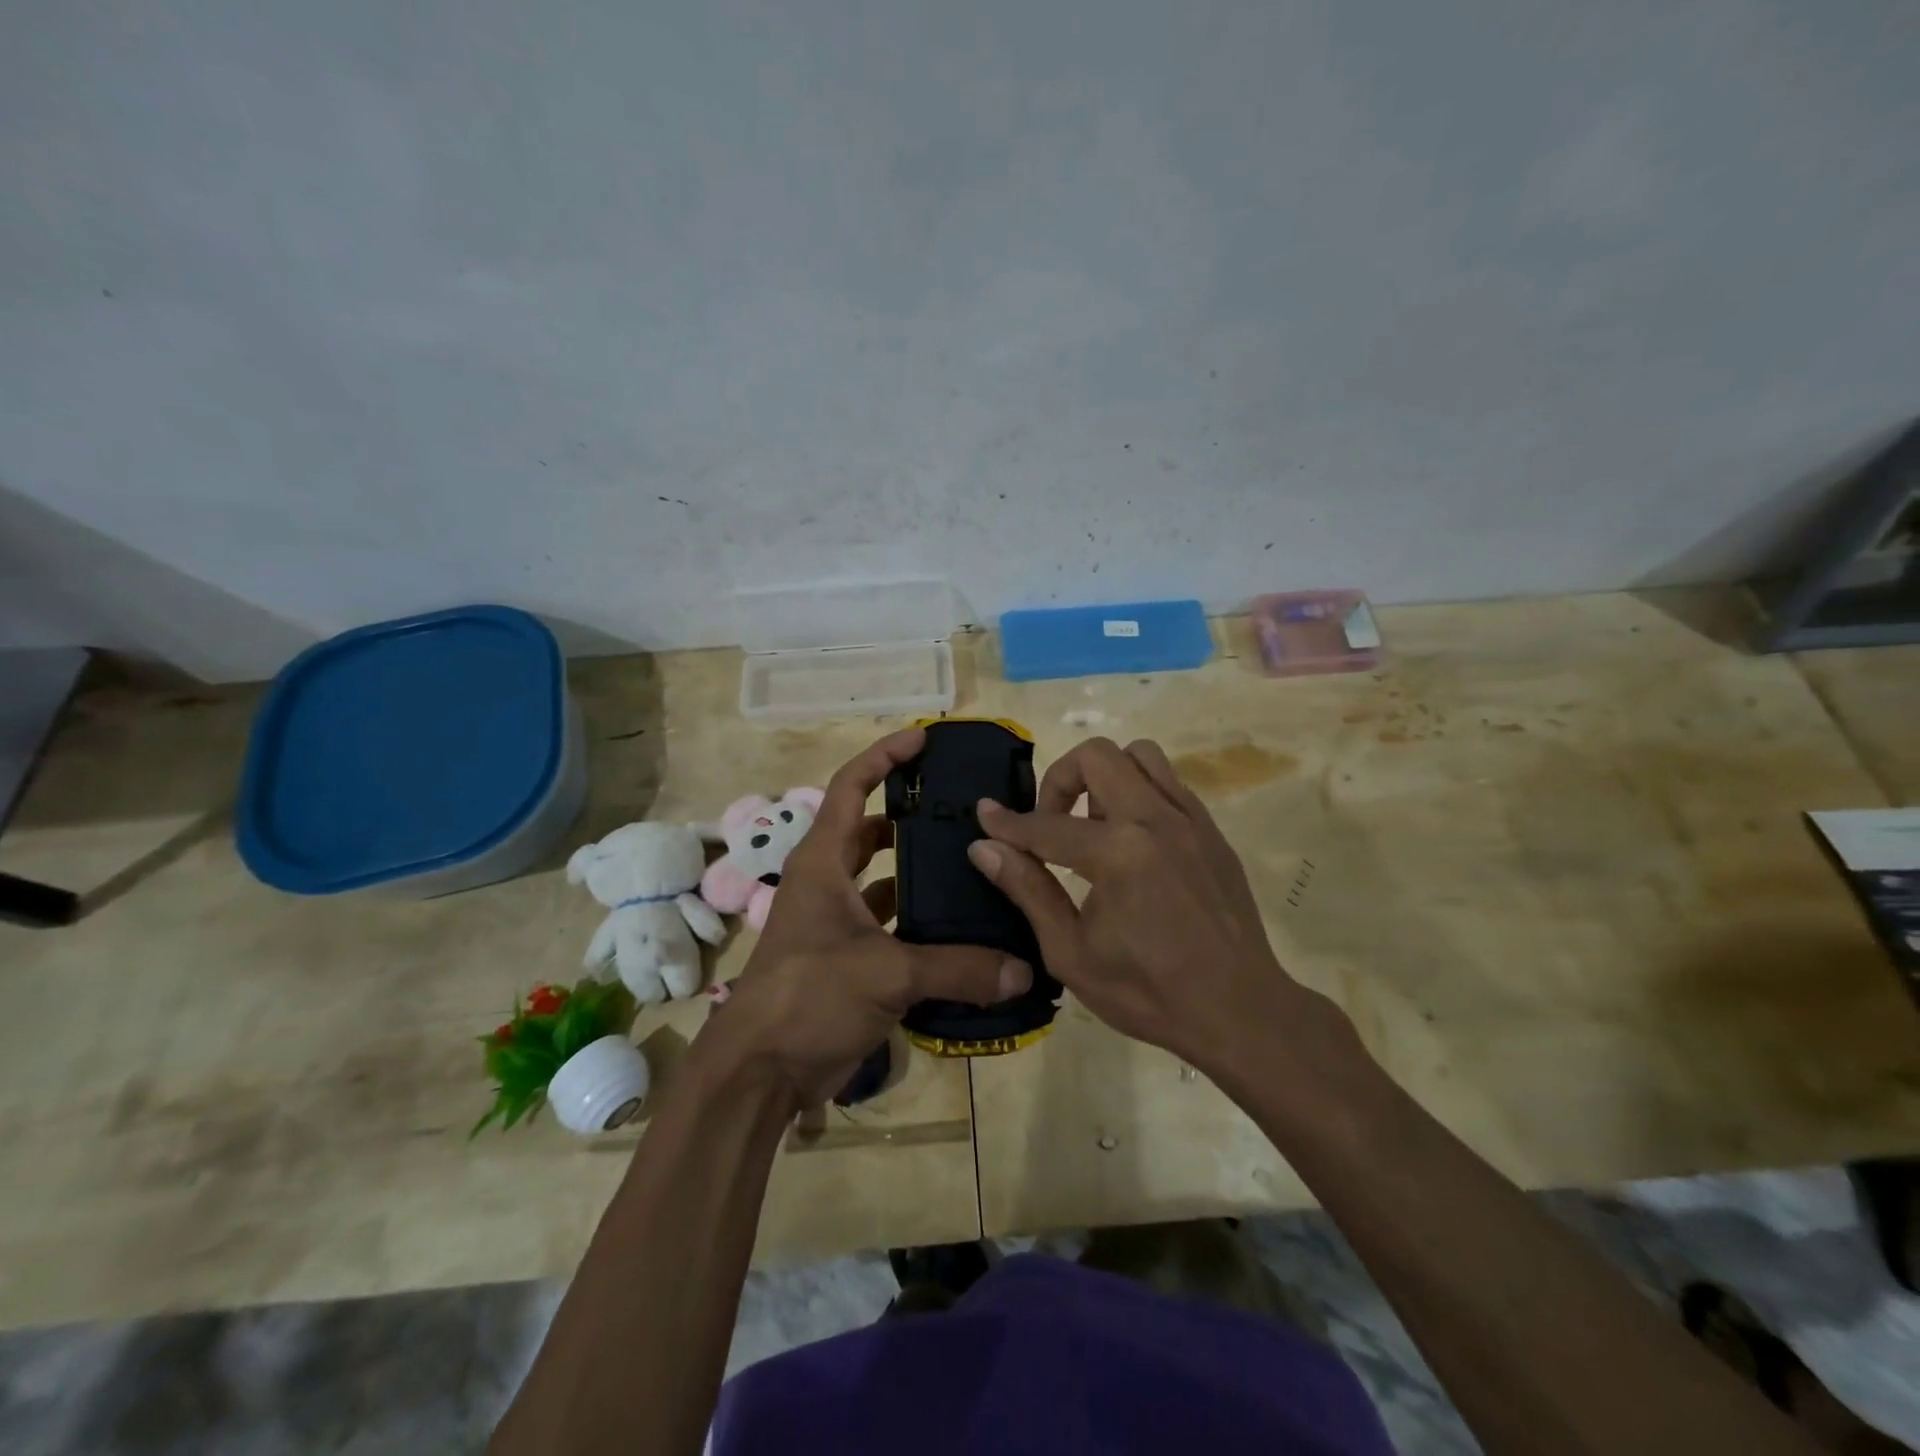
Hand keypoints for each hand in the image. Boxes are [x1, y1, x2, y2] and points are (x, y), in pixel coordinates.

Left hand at [710, 728, 1033, 1108]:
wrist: (761, 1070)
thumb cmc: (808, 996)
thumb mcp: (885, 973)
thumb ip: (958, 968)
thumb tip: (1023, 970)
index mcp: (823, 862)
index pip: (850, 787)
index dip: (883, 756)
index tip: (923, 739)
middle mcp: (828, 882)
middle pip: (870, 831)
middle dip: (911, 816)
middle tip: (963, 810)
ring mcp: (837, 922)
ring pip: (883, 880)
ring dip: (918, 872)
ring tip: (972, 864)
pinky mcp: (848, 958)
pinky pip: (890, 924)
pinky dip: (919, 922)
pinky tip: (960, 929)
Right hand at [968, 736, 1322, 1075]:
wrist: (1239, 1011)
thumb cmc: (1147, 992)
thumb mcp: (1071, 952)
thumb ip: (1028, 890)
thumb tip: (984, 847)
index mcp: (1118, 853)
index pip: (1046, 825)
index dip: (1007, 822)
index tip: (984, 814)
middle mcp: (1155, 819)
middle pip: (1096, 756)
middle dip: (1060, 780)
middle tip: (1050, 824)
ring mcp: (1190, 819)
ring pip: (1139, 756)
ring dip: (1104, 778)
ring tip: (1094, 826)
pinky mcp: (1212, 830)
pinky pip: (1168, 783)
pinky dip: (1138, 793)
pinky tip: (1131, 841)